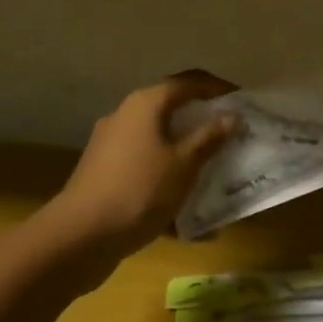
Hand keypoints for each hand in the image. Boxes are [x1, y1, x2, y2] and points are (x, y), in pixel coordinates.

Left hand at [53, 71, 237, 254]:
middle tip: (231, 136)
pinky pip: (145, 168)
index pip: (190, 82)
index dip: (219, 88)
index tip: (244, 102)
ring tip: (213, 172)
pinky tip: (186, 214)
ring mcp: (111, 146)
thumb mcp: (184, 164)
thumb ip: (210, 137)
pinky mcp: (104, 174)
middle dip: (203, 122)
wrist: (78, 239)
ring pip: (159, 141)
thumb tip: (231, 116)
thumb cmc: (139, 190)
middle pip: (172, 109)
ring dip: (186, 153)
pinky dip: (167, 179)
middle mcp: (125, 116)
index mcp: (146, 104)